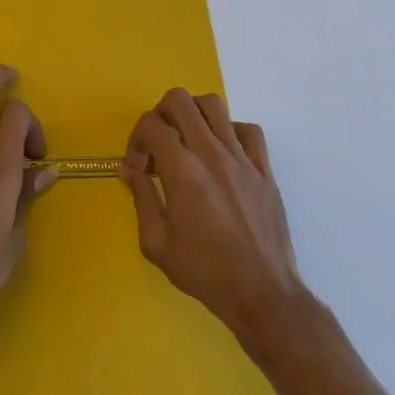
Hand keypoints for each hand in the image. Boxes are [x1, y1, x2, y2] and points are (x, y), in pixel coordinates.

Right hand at [122, 88, 305, 344]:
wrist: (262, 294)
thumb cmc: (205, 272)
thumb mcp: (157, 244)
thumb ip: (141, 198)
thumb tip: (130, 169)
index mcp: (183, 172)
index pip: (151, 125)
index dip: (136, 140)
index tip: (138, 168)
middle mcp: (212, 154)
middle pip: (180, 101)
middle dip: (160, 115)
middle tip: (158, 144)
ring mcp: (242, 158)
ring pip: (214, 105)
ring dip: (193, 115)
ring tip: (188, 142)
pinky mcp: (264, 169)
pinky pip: (248, 130)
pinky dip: (230, 131)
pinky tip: (222, 154)